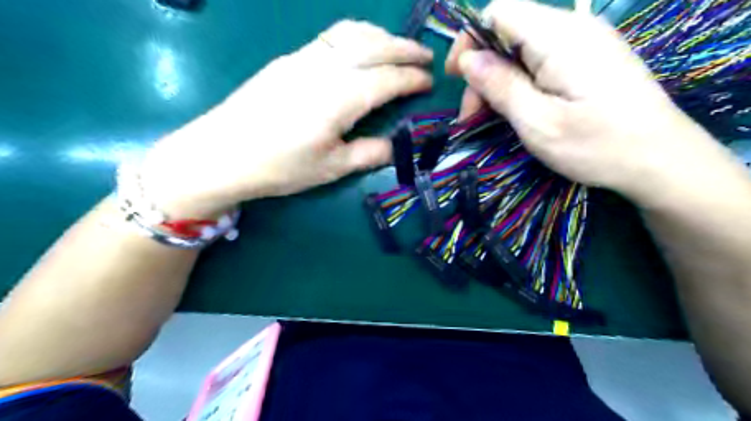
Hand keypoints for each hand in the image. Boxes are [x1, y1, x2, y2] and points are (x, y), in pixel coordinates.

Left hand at [141, 20, 434, 215]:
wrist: (222, 153)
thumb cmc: (280, 166)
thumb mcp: (331, 168)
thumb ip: (368, 153)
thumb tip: (395, 146)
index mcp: (341, 98)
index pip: (387, 79)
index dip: (412, 79)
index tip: (429, 82)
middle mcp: (326, 68)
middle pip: (374, 47)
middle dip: (405, 49)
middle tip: (426, 57)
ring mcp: (304, 58)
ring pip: (352, 34)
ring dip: (382, 36)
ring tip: (399, 46)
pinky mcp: (289, 59)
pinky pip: (332, 37)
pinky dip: (357, 35)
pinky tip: (361, 46)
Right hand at [442, 0, 723, 206]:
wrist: (660, 160)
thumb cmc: (596, 145)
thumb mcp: (538, 122)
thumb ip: (501, 85)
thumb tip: (467, 59)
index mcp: (559, 37)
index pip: (499, 11)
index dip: (469, 40)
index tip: (456, 78)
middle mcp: (573, 28)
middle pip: (508, 33)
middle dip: (482, 72)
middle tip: (472, 116)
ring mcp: (584, 43)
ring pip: (522, 50)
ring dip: (499, 82)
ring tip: (490, 119)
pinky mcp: (589, 60)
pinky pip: (541, 61)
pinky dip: (519, 84)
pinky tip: (518, 110)